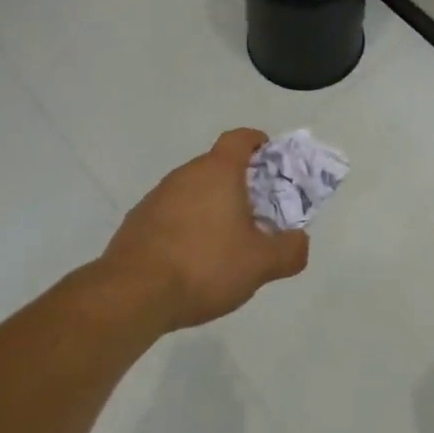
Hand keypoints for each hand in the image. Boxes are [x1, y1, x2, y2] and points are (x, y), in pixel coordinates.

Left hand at [99, 128, 308, 331]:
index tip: (268, 157)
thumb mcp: (260, 264)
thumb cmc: (205, 266)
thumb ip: (289, 250)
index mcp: (218, 171)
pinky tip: (190, 259)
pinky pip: (170, 213)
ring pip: (192, 190)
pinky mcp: (137, 221)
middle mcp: (186, 174)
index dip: (256, 141)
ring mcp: (157, 196)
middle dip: (237, 182)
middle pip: (216, 165)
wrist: (133, 294)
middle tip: (254, 210)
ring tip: (223, 240)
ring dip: (209, 205)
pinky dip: (184, 225)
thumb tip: (300, 241)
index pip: (239, 138)